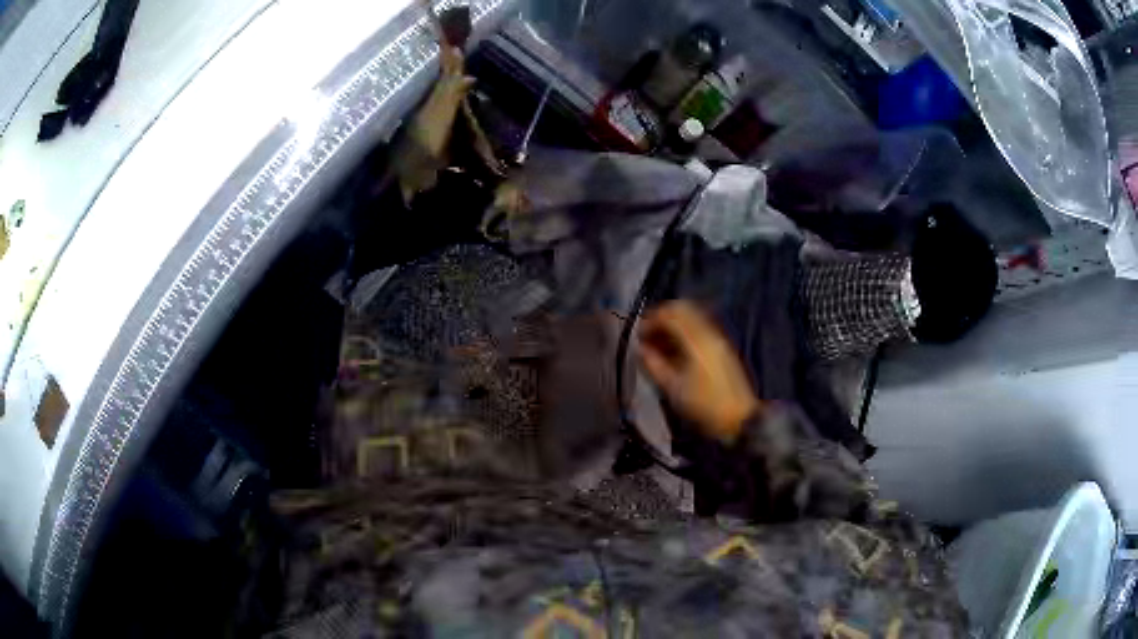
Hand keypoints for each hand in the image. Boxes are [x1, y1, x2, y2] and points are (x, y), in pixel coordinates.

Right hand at [638, 301, 759, 443]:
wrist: (739, 418)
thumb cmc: (703, 405)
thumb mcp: (673, 388)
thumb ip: (654, 365)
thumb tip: (640, 349)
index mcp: (697, 340)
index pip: (670, 314)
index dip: (650, 320)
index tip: (638, 335)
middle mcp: (709, 332)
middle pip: (683, 309)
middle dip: (662, 318)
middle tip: (648, 335)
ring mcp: (718, 338)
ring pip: (692, 317)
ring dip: (674, 324)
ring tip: (659, 344)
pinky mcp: (722, 347)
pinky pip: (700, 328)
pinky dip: (685, 332)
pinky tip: (675, 350)